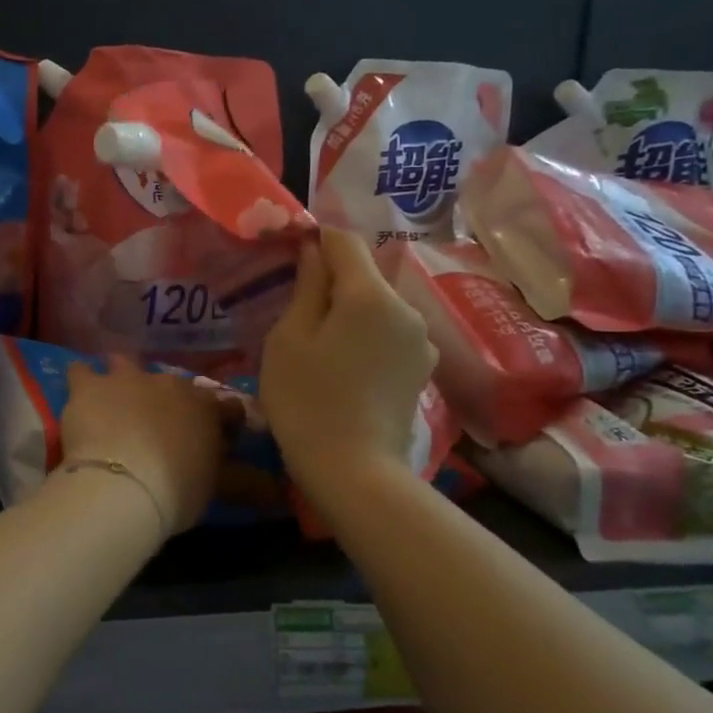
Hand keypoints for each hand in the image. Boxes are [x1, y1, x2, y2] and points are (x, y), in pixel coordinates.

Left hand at [61, 357, 236, 537]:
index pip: (225, 407)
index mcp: (204, 406)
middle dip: (169, 402)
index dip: (224, 423)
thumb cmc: (176, 490)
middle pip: (173, 386)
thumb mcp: (216, 490)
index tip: (220, 440)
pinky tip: (80, 394)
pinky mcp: (90, 386)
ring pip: (125, 365)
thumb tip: (275, 491)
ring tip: (117, 401)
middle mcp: (168, 383)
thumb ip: (244, 483)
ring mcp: (127, 379)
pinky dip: (83, 380)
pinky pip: (82, 371)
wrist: (121, 487)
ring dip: (124, 379)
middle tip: (161, 429)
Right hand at [260, 228, 436, 500]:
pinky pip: (390, 334)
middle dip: (332, 280)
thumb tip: (315, 251)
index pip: (344, 241)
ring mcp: (421, 341)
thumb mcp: (290, 338)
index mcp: (371, 295)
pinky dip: (367, 337)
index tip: (290, 256)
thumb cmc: (307, 400)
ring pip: (378, 306)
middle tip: (297, 309)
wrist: (354, 472)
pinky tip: (346, 367)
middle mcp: (407, 309)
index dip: (315, 239)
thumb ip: (307, 285)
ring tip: (321, 344)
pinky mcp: (423, 369)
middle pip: (365, 275)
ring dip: (350, 311)